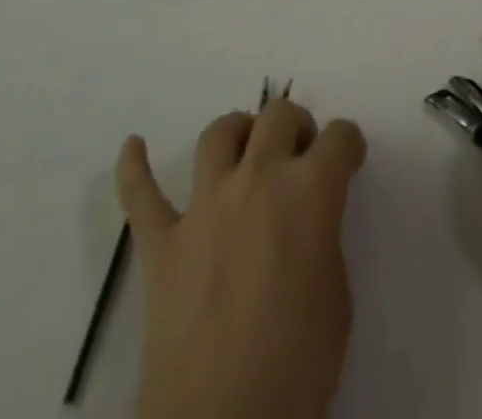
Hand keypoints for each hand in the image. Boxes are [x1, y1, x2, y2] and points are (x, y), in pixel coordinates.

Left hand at [118, 99, 367, 418]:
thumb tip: (308, 227)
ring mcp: (204, 206)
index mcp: (310, 190)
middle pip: (278, 116)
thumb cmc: (295, 366)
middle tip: (300, 155)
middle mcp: (258, 178)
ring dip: (237, 132)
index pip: (340, 137)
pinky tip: (132, 147)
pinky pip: (141, 195)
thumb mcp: (336, 298)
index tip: (348, 160)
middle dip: (296, 126)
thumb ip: (322, 241)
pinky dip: (133, 168)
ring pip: (218, 135)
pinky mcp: (162, 242)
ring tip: (245, 149)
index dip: (349, 145)